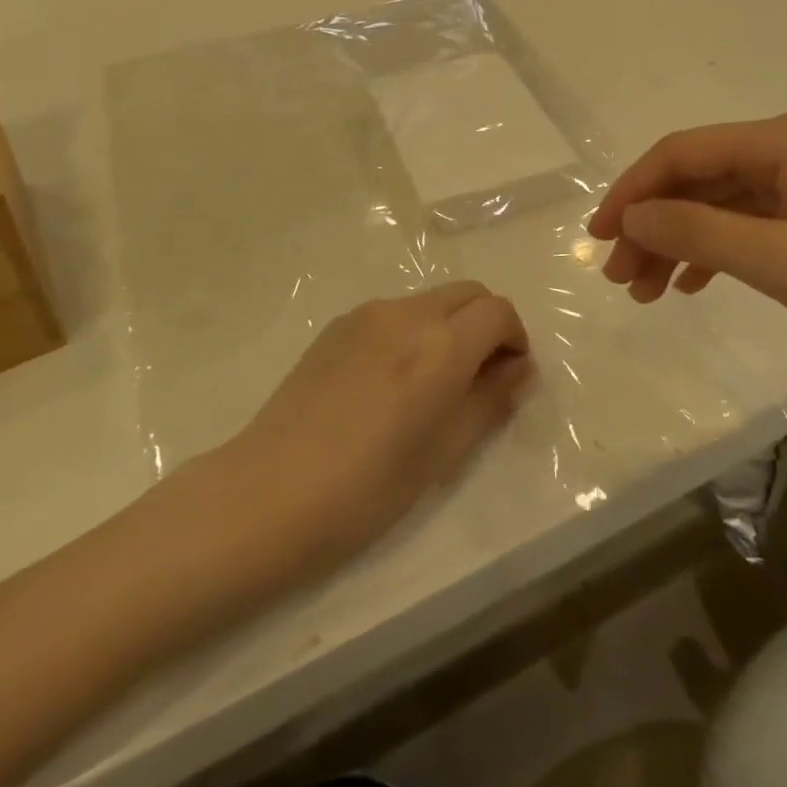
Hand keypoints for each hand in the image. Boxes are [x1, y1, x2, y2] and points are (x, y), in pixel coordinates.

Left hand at [217, 282, 533, 562]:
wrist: (267, 493)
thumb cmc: (366, 490)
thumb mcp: (444, 453)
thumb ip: (490, 401)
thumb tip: (519, 370)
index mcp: (440, 346)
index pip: (498, 312)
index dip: (515, 339)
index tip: (509, 377)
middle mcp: (408, 313)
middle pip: (469, 293)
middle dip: (487, 325)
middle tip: (480, 377)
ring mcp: (368, 313)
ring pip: (432, 300)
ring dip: (450, 326)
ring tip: (433, 383)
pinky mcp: (339, 324)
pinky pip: (396, 312)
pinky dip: (415, 330)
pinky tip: (392, 381)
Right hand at [587, 111, 786, 369]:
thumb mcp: (785, 262)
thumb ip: (701, 233)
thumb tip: (631, 215)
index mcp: (783, 141)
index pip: (683, 153)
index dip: (632, 191)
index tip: (598, 236)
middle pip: (698, 177)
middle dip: (653, 224)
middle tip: (621, 278)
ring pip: (720, 202)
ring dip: (679, 241)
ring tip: (647, 290)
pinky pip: (750, 219)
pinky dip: (716, 248)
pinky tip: (693, 282)